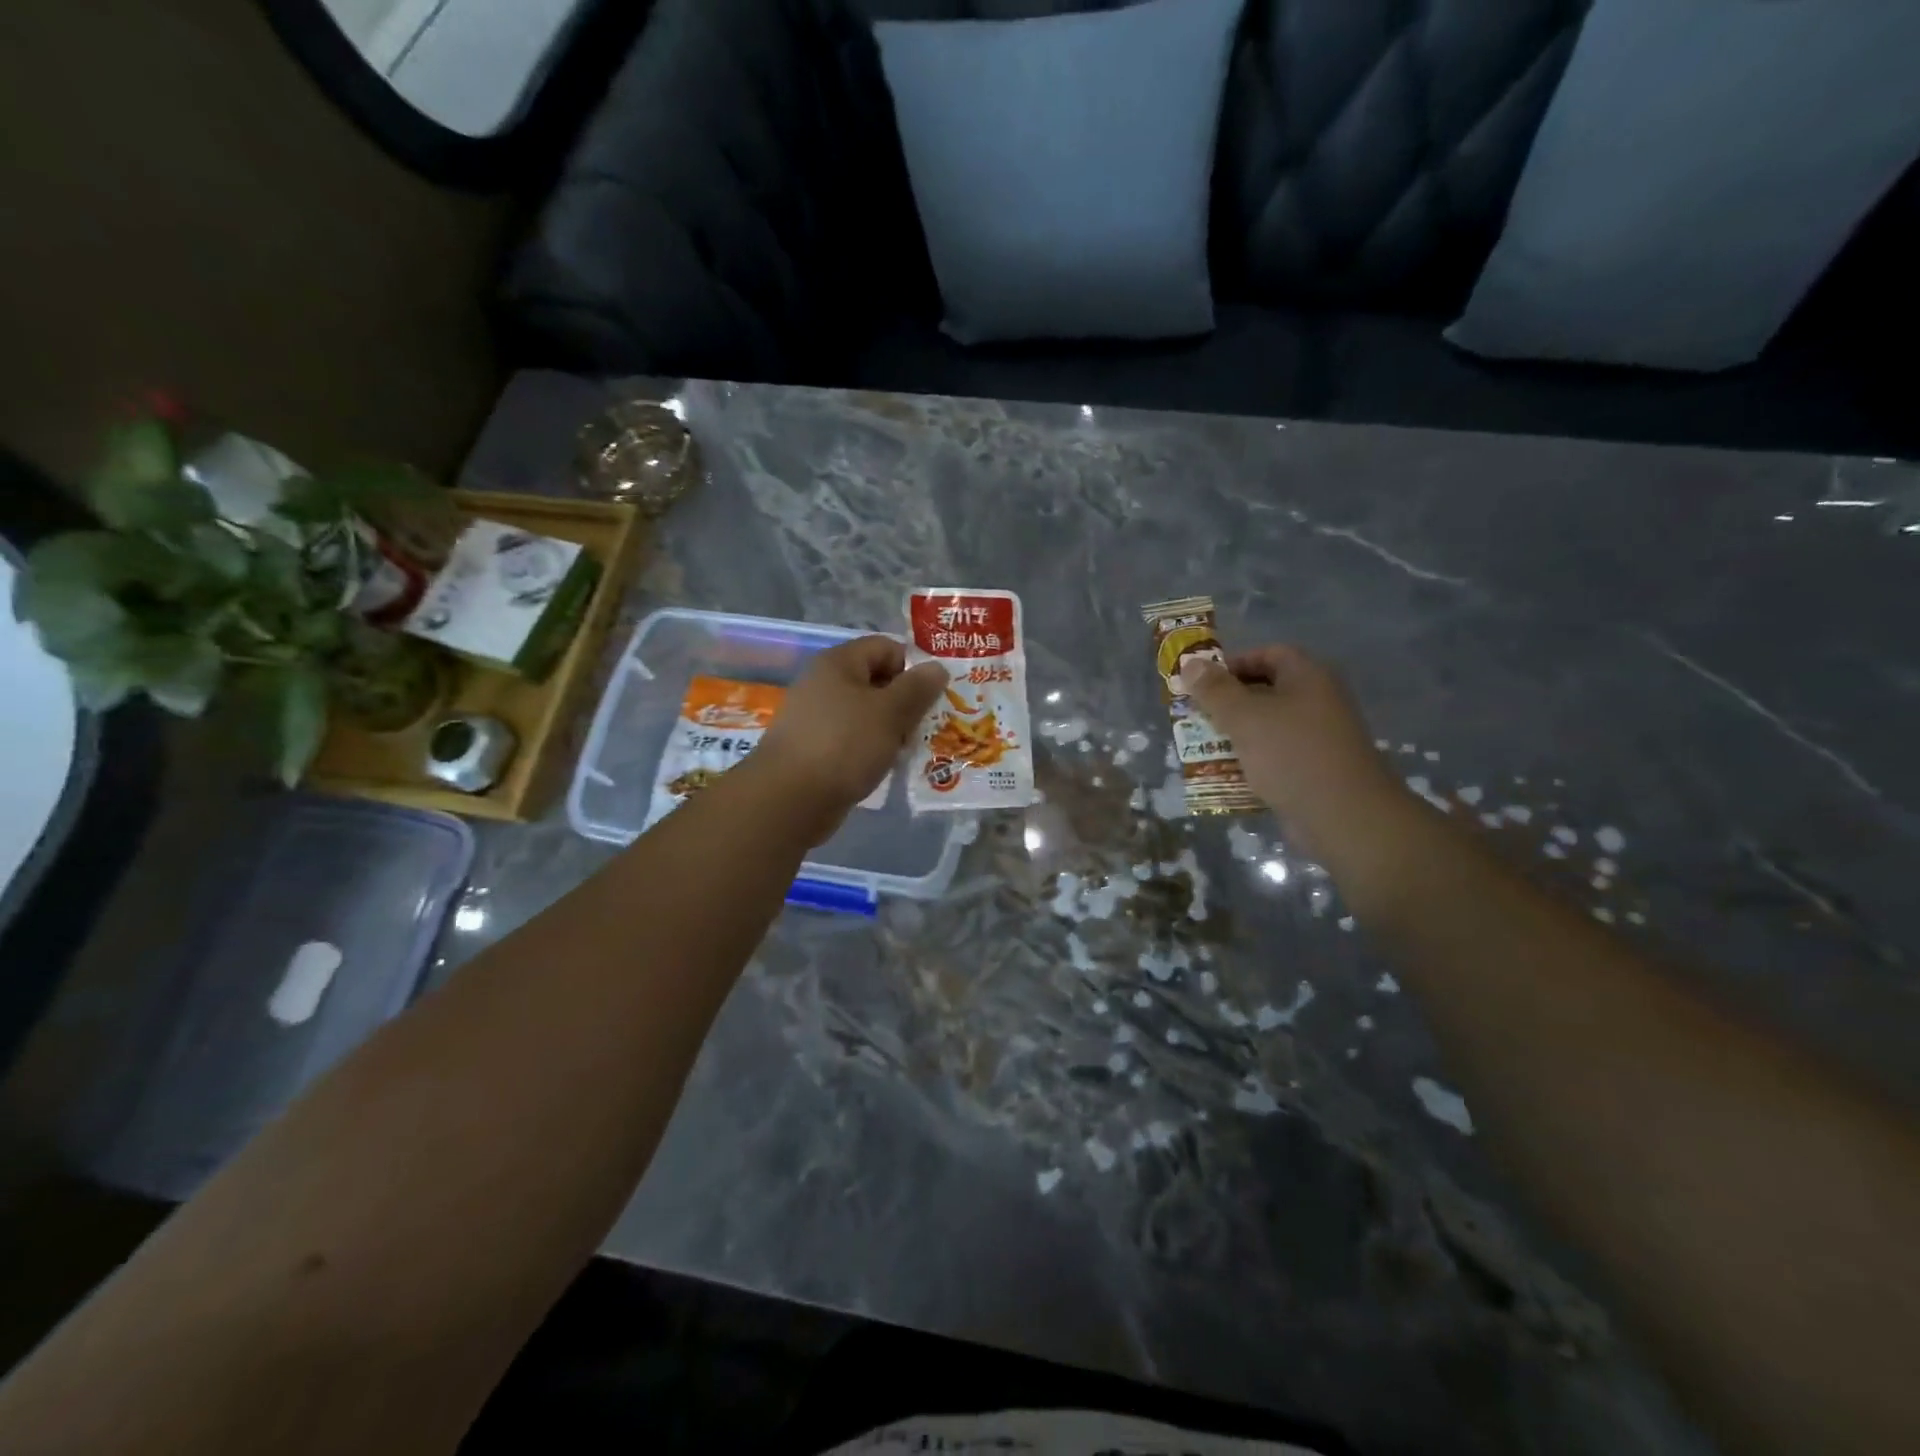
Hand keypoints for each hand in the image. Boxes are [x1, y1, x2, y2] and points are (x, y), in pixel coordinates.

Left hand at [751, 635, 947, 841]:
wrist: (790, 799)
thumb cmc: (844, 745)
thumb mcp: (890, 713)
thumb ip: (917, 688)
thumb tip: (937, 667)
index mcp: (839, 663)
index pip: (886, 648)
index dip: (912, 667)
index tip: (932, 697)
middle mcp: (824, 683)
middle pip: (877, 681)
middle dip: (905, 703)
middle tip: (926, 727)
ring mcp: (816, 717)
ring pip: (866, 714)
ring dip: (891, 730)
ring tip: (909, 751)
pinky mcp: (814, 748)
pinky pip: (852, 739)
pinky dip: (871, 749)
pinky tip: (884, 767)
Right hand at [1185, 646, 1401, 855]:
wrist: (1344, 816)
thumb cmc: (1292, 754)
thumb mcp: (1244, 717)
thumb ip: (1215, 690)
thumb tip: (1190, 664)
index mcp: (1308, 677)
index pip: (1268, 654)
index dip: (1233, 663)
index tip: (1202, 683)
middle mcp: (1317, 702)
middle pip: (1266, 691)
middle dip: (1228, 703)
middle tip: (1195, 716)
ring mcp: (1317, 738)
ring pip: (1268, 727)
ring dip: (1235, 735)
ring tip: (1201, 746)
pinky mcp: (1313, 770)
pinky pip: (1275, 757)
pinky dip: (1251, 762)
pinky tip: (1225, 775)